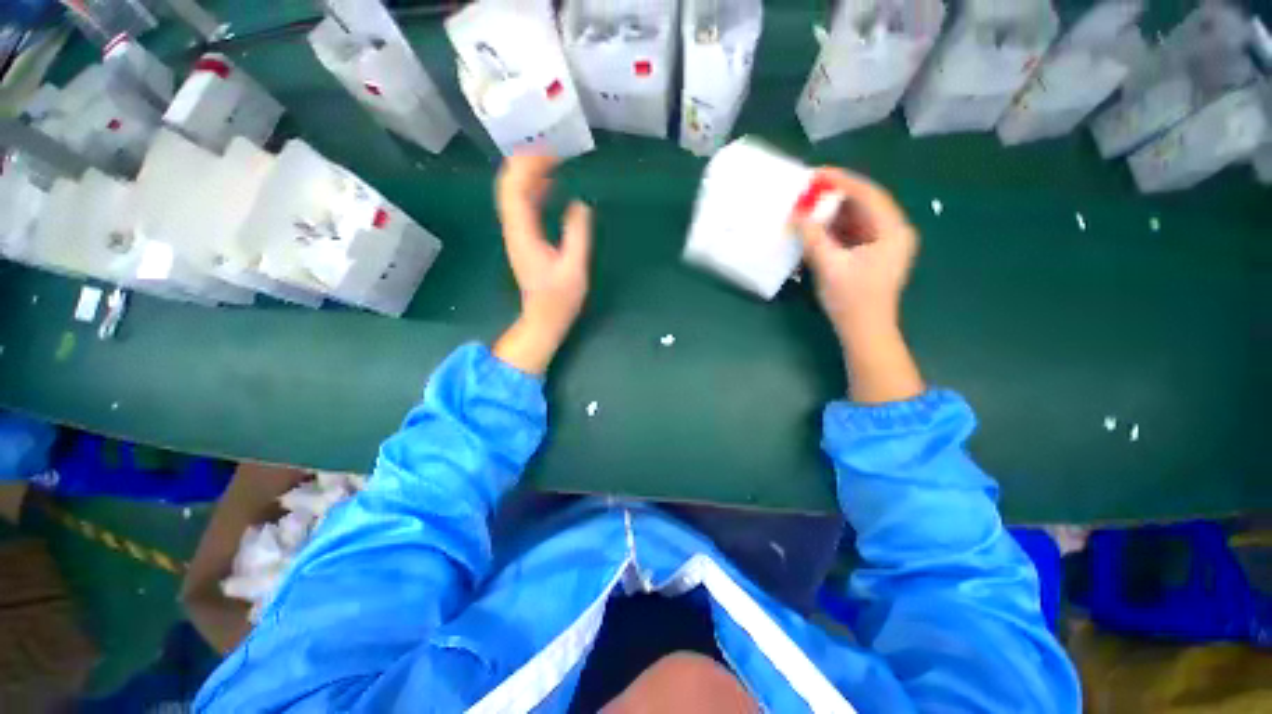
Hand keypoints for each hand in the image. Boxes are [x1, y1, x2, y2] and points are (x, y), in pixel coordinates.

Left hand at [493, 154, 592, 375]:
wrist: (543, 318)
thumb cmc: (560, 298)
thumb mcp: (574, 268)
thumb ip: (577, 235)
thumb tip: (580, 203)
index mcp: (524, 234)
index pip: (515, 189)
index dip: (529, 166)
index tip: (553, 155)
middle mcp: (514, 229)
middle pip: (508, 185)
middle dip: (526, 163)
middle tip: (553, 152)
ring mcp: (516, 234)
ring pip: (512, 194)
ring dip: (528, 174)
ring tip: (553, 162)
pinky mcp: (523, 239)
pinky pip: (522, 206)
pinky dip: (532, 190)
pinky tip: (549, 186)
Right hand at [793, 168, 923, 403]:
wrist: (864, 333)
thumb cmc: (852, 300)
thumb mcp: (829, 266)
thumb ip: (813, 237)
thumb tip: (796, 214)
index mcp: (892, 231)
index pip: (868, 194)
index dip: (841, 181)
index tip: (815, 174)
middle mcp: (894, 232)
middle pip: (864, 204)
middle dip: (835, 197)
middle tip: (808, 191)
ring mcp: (884, 245)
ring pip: (857, 219)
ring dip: (832, 214)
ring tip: (807, 208)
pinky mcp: (873, 256)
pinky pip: (853, 233)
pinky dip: (834, 229)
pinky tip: (816, 229)